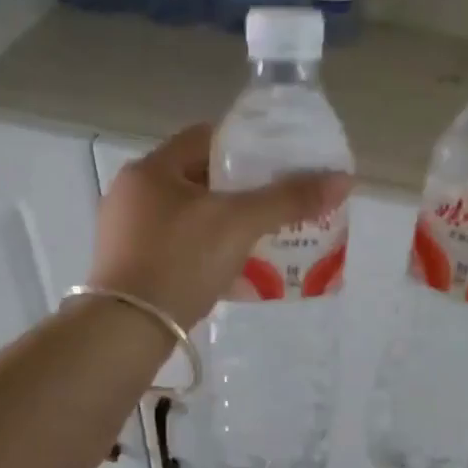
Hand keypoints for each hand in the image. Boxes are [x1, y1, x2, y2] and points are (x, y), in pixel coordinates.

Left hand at [87, 124, 352, 328]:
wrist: (127, 329)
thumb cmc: (180, 261)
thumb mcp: (240, 224)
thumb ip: (289, 199)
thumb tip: (343, 179)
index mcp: (150, 169)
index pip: (204, 138)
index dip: (245, 146)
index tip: (276, 164)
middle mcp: (131, 193)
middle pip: (196, 178)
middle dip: (237, 190)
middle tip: (273, 204)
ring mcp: (123, 232)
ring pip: (185, 215)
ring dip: (220, 223)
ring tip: (258, 237)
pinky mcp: (126, 266)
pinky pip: (174, 246)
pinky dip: (201, 250)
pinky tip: (227, 268)